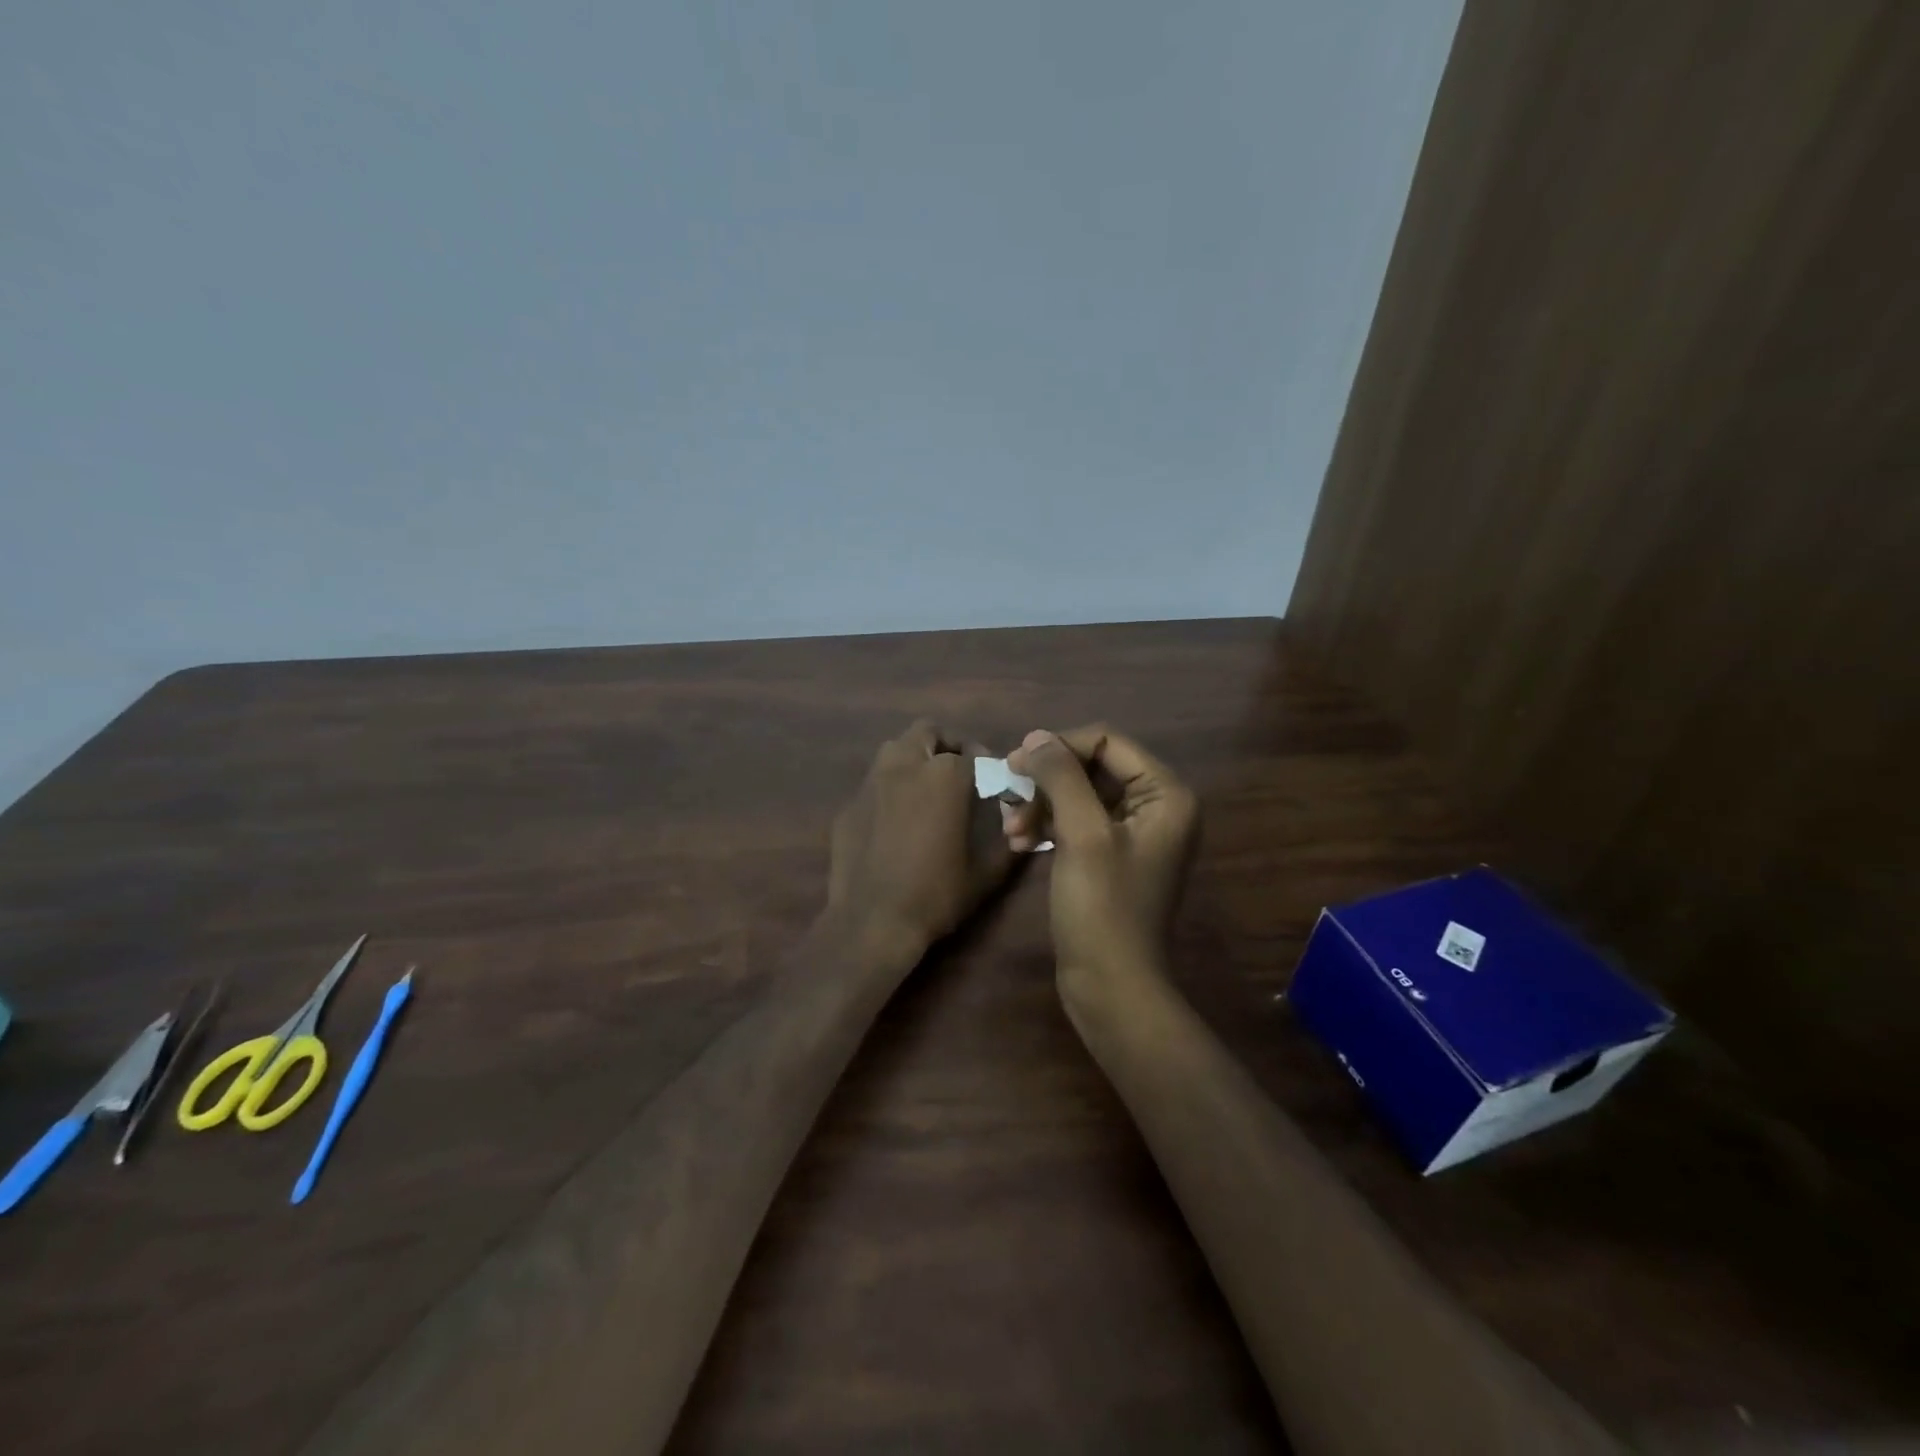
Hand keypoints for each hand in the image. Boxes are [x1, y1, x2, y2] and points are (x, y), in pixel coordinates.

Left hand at [826, 720, 1014, 965]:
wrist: (872, 922)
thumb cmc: (936, 894)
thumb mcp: (985, 874)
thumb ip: (1008, 846)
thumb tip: (1024, 834)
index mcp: (943, 776)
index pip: (970, 753)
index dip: (985, 764)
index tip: (990, 781)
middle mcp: (904, 767)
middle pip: (926, 732)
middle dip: (945, 744)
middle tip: (958, 770)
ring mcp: (870, 784)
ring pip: (894, 750)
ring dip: (914, 759)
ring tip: (927, 789)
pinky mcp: (848, 805)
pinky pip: (874, 783)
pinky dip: (890, 789)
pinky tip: (896, 820)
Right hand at [1006, 726, 1199, 981]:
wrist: (1110, 985)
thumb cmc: (1102, 908)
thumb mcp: (1082, 834)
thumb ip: (1061, 777)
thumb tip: (1035, 737)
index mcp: (1165, 794)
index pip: (1107, 741)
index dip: (1060, 747)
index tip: (1015, 764)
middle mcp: (1156, 806)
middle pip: (1091, 766)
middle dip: (1047, 781)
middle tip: (1007, 796)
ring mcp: (1133, 833)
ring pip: (1079, 794)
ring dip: (1041, 805)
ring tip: (1011, 830)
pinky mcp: (1111, 856)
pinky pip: (1077, 822)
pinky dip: (1048, 826)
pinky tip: (1020, 843)